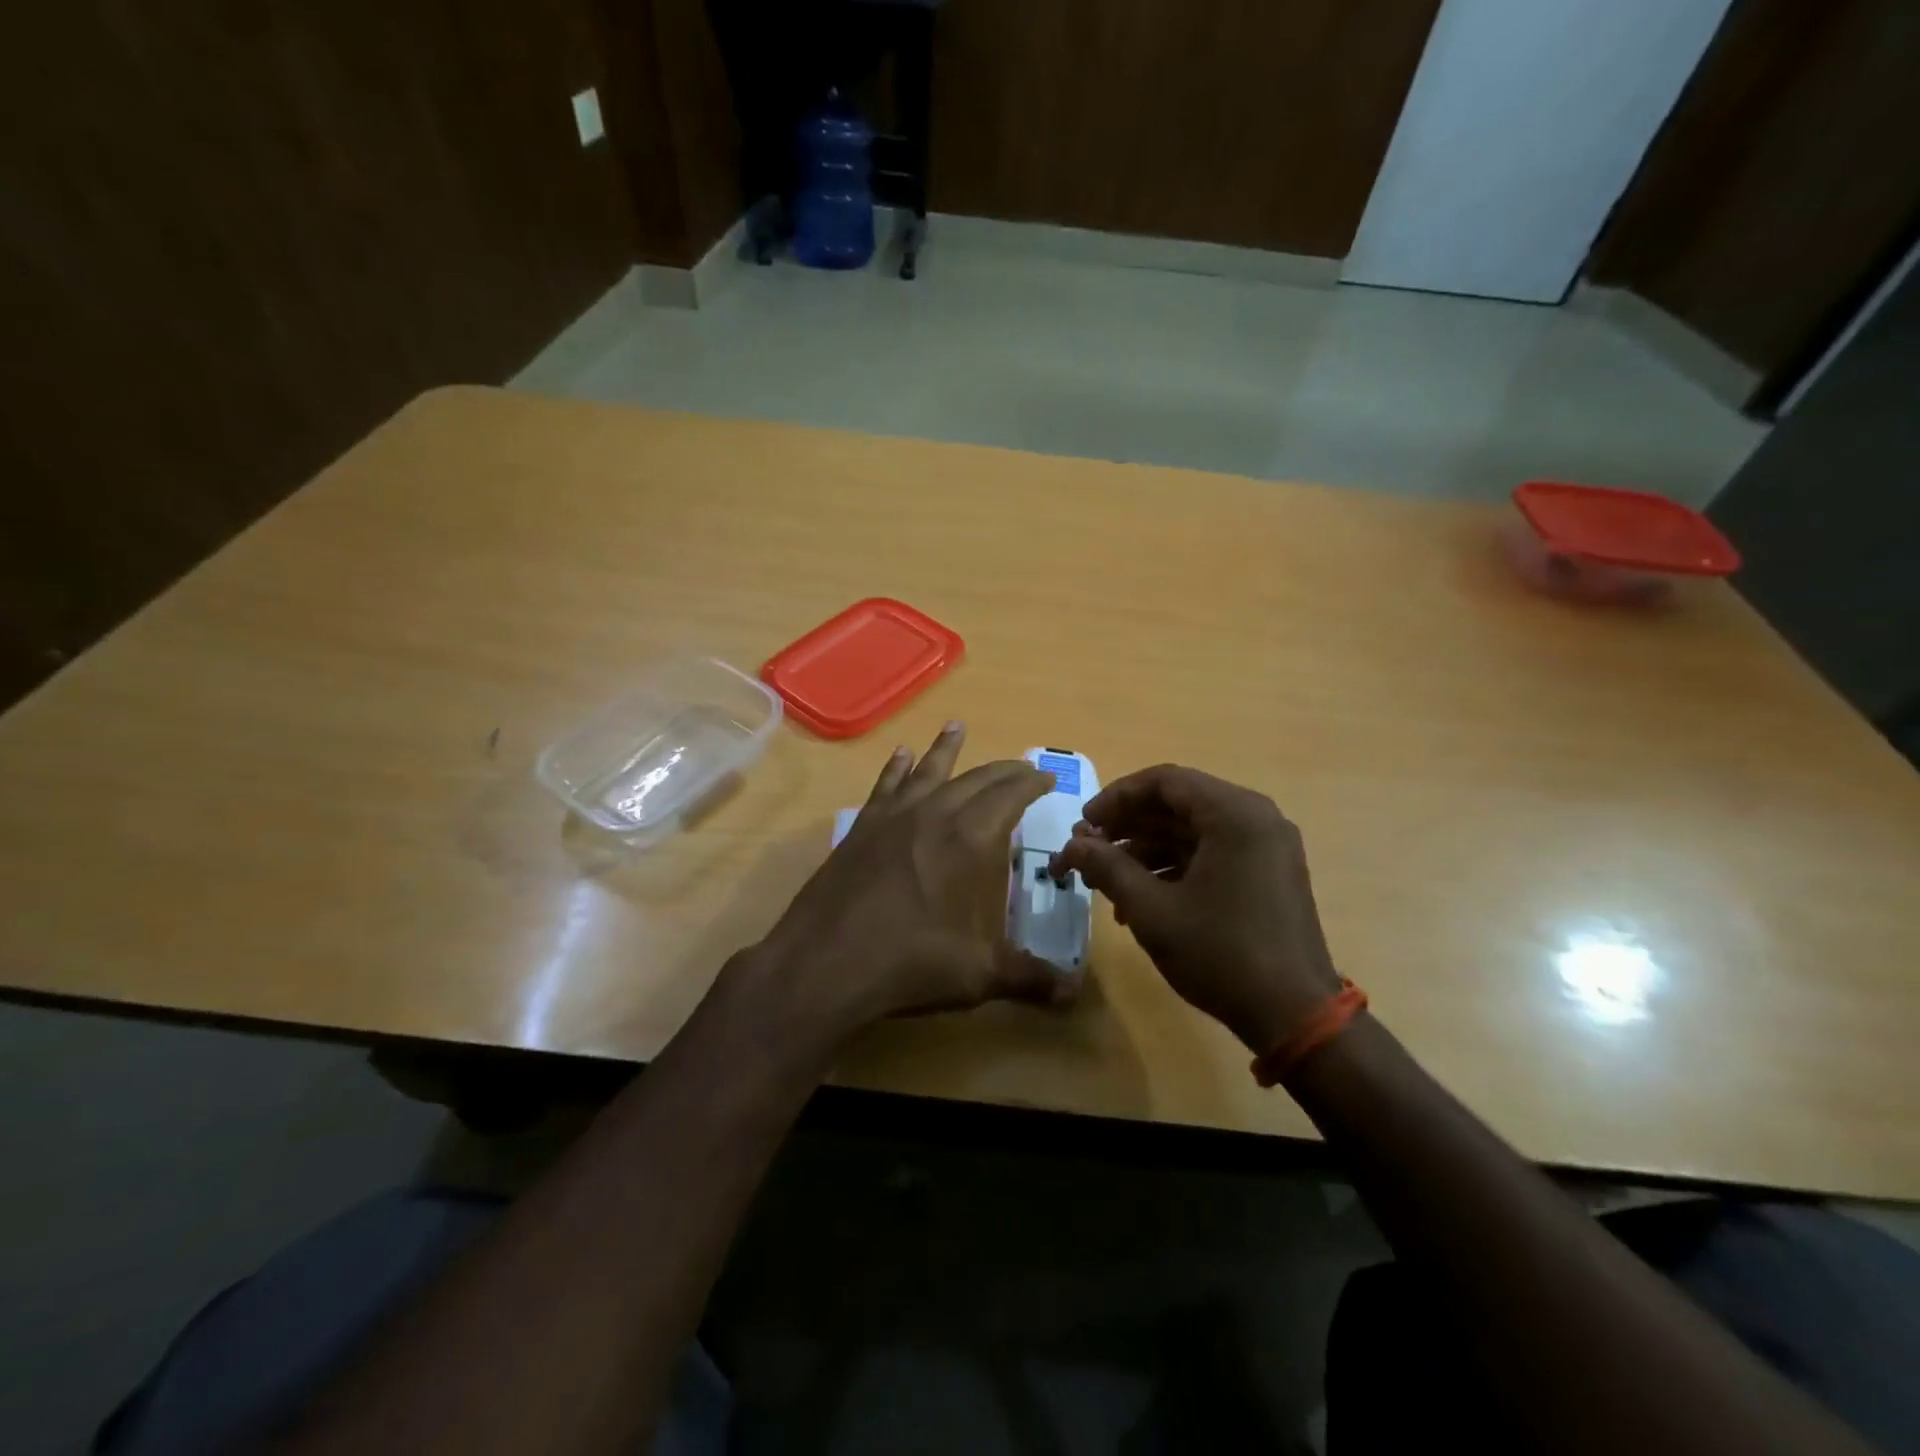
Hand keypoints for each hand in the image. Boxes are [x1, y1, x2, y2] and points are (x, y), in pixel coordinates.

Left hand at [741, 724, 1071, 1047]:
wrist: (827, 962)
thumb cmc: (912, 962)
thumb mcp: (980, 975)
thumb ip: (1030, 978)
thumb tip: (1074, 995)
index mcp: (973, 838)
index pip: (1011, 795)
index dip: (1032, 783)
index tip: (1046, 777)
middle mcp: (936, 813)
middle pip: (977, 778)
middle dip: (1003, 770)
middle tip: (1021, 768)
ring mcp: (894, 816)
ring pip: (929, 770)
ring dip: (947, 748)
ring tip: (957, 725)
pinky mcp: (862, 827)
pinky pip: (886, 785)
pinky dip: (897, 768)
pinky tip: (901, 755)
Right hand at [1050, 765, 1340, 1053]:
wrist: (1294, 1015)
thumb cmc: (1221, 954)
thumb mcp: (1152, 910)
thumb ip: (1107, 868)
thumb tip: (1071, 845)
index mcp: (1234, 814)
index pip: (1164, 782)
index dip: (1116, 798)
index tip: (1083, 824)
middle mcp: (1255, 818)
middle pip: (1178, 804)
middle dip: (1127, 826)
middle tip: (1088, 851)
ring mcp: (1265, 846)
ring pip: (1192, 831)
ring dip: (1145, 849)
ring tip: (1105, 880)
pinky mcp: (1266, 873)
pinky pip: (1211, 853)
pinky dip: (1173, 867)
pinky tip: (1139, 899)